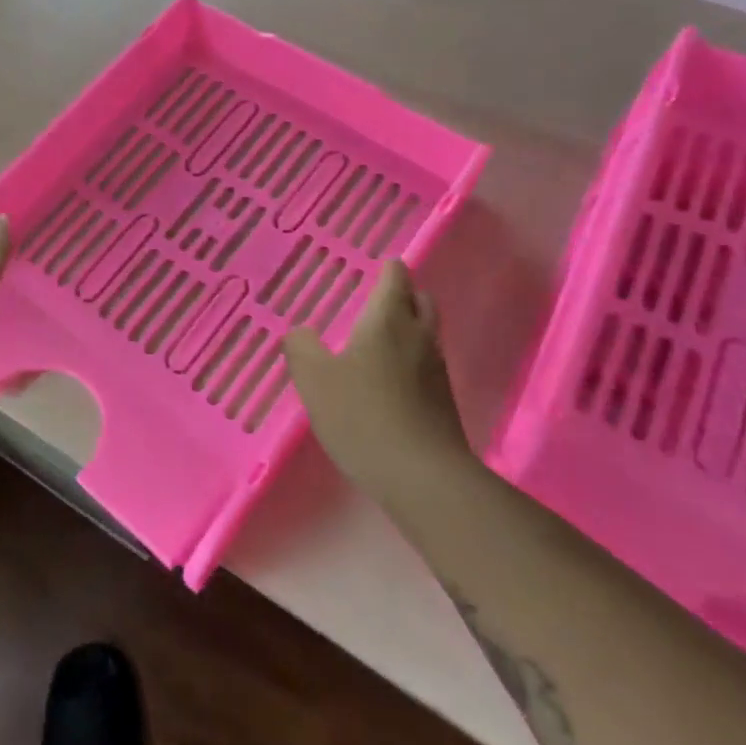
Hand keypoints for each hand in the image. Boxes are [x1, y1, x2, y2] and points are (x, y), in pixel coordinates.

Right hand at [284, 260, 472, 496]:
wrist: (423, 478)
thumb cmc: (362, 415)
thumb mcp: (314, 379)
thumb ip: (301, 348)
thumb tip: (301, 331)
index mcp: (388, 320)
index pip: (395, 278)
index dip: (387, 268)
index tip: (375, 266)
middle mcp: (419, 337)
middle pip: (421, 301)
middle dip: (404, 294)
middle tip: (379, 299)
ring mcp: (437, 371)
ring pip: (427, 334)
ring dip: (409, 328)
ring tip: (380, 340)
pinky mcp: (444, 404)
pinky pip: (428, 366)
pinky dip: (412, 361)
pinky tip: (389, 381)